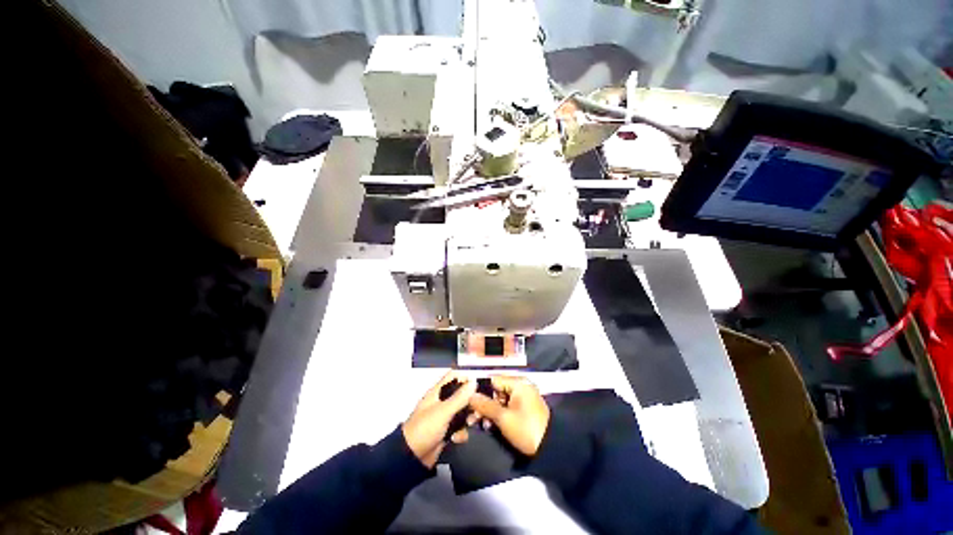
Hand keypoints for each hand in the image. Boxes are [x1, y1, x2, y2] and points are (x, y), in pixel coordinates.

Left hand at [402, 371, 476, 467]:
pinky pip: (460, 428)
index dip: (465, 378)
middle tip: (478, 409)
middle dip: (471, 402)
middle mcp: (442, 402)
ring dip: (468, 418)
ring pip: (463, 412)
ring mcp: (445, 417)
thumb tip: (474, 381)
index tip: (476, 386)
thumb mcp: (443, 411)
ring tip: (470, 423)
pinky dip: (461, 433)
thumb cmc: (425, 428)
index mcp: (438, 392)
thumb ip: (460, 396)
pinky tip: (456, 438)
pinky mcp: (447, 432)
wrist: (412, 458)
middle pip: (461, 395)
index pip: (453, 377)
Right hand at [468, 376, 549, 455]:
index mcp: (518, 383)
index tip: (468, 401)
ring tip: (478, 423)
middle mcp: (520, 387)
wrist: (550, 449)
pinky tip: (488, 425)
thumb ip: (485, 405)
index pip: (494, 380)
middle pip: (496, 390)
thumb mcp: (503, 418)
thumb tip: (470, 395)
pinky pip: (506, 407)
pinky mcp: (523, 410)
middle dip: (483, 403)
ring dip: (488, 411)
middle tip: (471, 416)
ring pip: (499, 400)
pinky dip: (497, 415)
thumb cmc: (526, 429)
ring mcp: (522, 398)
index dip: (480, 389)